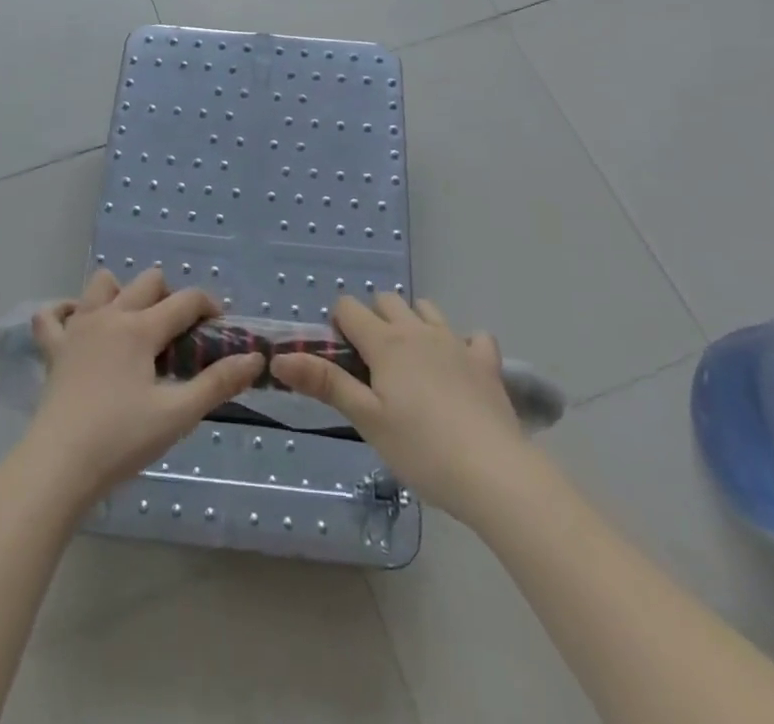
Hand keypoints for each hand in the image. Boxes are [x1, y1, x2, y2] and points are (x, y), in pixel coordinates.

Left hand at [22, 267, 264, 505]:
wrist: (58, 467)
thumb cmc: (121, 440)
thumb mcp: (178, 415)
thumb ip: (218, 383)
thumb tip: (254, 358)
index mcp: (141, 328)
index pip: (186, 300)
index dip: (209, 307)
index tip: (220, 328)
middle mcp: (110, 316)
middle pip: (148, 281)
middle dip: (170, 297)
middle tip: (178, 336)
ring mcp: (77, 328)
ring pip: (101, 285)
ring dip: (121, 293)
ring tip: (133, 327)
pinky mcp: (53, 349)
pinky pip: (52, 315)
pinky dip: (66, 312)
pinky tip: (79, 326)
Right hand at [271, 294, 523, 519]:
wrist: (494, 473)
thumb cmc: (421, 449)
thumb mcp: (366, 420)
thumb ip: (325, 383)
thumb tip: (279, 357)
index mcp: (386, 342)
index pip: (349, 307)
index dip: (339, 325)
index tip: (342, 359)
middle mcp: (418, 331)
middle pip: (387, 301)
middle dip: (373, 318)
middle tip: (373, 365)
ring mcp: (456, 342)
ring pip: (426, 309)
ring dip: (413, 323)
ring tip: (411, 363)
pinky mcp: (486, 362)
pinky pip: (473, 336)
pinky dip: (462, 344)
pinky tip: (459, 369)